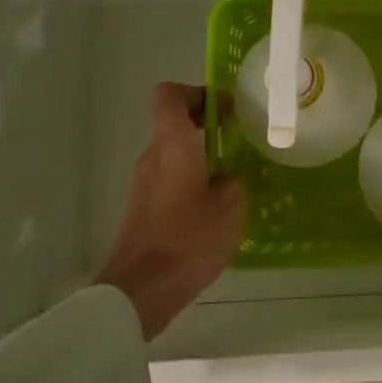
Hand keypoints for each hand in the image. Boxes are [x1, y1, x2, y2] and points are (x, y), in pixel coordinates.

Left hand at [94, 83, 245, 339]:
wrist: (141, 290)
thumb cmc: (189, 239)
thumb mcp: (231, 206)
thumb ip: (233, 180)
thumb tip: (228, 176)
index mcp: (173, 144)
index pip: (169, 95)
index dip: (196, 92)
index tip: (225, 109)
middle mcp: (153, 156)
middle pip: (173, 122)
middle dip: (207, 124)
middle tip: (240, 138)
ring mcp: (145, 183)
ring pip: (174, 151)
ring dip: (201, 154)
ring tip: (235, 174)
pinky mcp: (144, 207)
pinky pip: (171, 177)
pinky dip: (193, 178)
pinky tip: (216, 205)